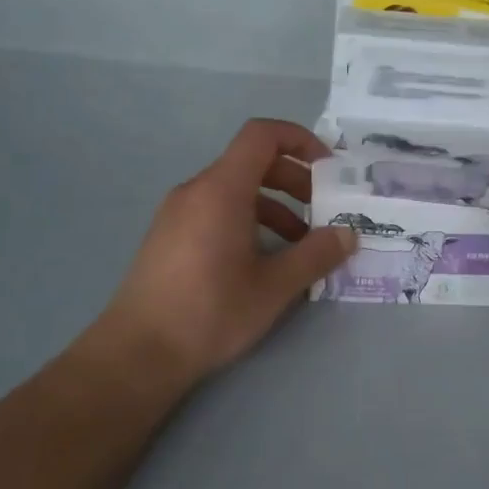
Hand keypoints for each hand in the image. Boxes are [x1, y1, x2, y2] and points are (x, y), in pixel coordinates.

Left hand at [96, 119, 356, 386]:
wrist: (138, 352)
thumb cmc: (210, 312)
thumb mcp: (274, 286)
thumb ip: (316, 254)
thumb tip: (349, 234)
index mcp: (221, 190)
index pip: (262, 135)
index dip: (300, 140)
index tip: (329, 169)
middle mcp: (196, 191)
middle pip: (252, 162)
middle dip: (295, 180)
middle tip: (323, 212)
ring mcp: (178, 213)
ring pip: (235, 190)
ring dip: (275, 206)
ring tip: (300, 245)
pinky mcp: (170, 236)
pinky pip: (217, 210)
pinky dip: (249, 220)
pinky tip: (263, 261)